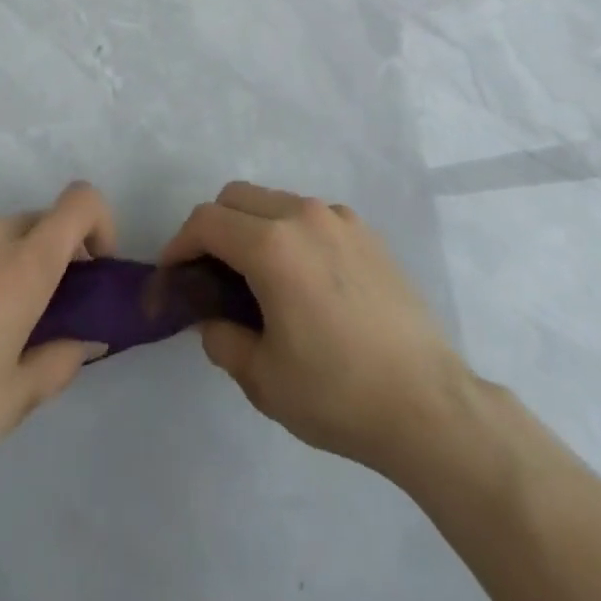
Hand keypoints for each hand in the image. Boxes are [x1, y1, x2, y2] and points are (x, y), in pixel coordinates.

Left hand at [0, 181, 116, 494]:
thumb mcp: (13, 399)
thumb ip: (61, 360)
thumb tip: (84, 340)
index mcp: (25, 264)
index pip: (81, 202)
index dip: (100, 222)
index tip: (93, 268)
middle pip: (41, 222)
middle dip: (53, 255)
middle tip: (38, 310)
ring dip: (9, 261)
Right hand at [160, 181, 468, 476]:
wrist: (428, 403)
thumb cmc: (338, 393)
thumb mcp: (264, 379)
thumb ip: (223, 340)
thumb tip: (213, 320)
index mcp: (272, 246)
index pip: (207, 221)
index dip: (180, 244)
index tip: (172, 275)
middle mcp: (304, 215)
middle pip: (237, 197)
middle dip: (213, 228)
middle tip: (210, 275)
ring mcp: (340, 219)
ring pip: (275, 201)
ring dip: (252, 227)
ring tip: (258, 279)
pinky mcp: (366, 232)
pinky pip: (311, 217)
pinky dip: (290, 233)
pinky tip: (304, 280)